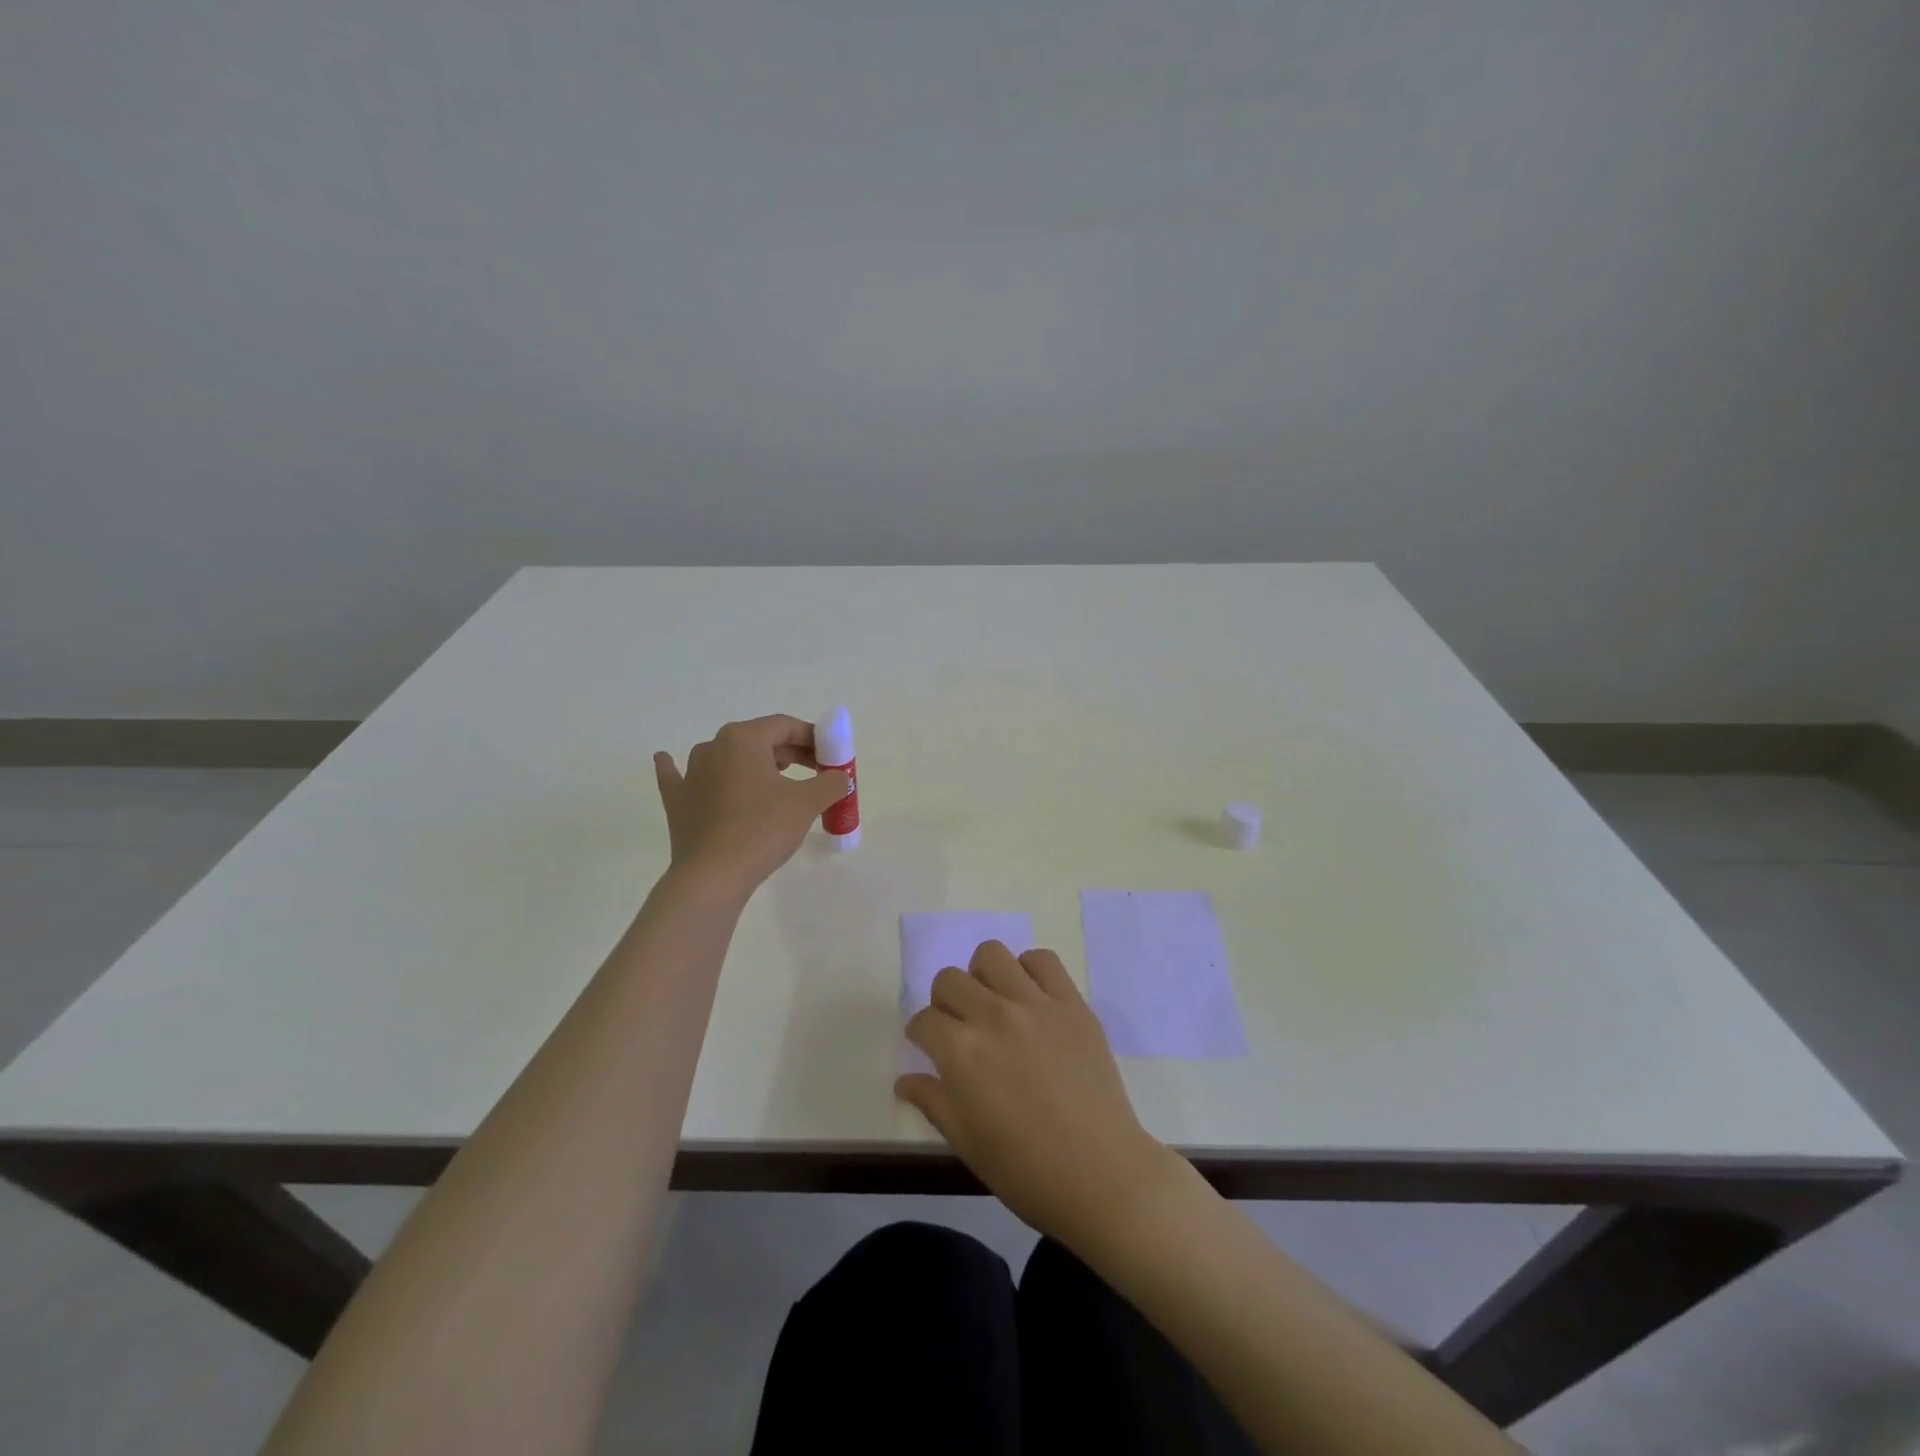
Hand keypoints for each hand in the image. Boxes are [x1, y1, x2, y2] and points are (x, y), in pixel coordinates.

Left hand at [653, 715, 850, 895]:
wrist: (713, 876)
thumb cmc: (762, 829)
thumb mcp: (807, 803)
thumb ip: (830, 782)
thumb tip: (837, 778)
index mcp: (744, 738)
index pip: (786, 726)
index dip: (813, 738)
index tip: (831, 757)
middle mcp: (713, 746)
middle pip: (759, 740)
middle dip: (790, 753)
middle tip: (815, 773)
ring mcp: (690, 773)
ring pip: (726, 757)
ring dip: (751, 762)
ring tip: (773, 778)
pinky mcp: (677, 801)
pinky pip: (679, 776)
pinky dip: (679, 768)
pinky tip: (667, 760)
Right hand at [896, 940, 1182, 1248]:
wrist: (1101, 1174)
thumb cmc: (1026, 1170)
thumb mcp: (966, 1143)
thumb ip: (933, 1101)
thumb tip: (904, 1080)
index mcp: (961, 1053)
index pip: (924, 1020)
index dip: (921, 1034)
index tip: (928, 1046)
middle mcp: (993, 1016)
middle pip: (950, 979)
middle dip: (944, 1001)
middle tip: (958, 1025)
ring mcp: (1035, 1004)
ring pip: (991, 955)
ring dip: (982, 975)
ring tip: (993, 1002)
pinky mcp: (1071, 1003)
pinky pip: (1043, 960)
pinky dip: (1029, 970)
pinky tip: (1030, 997)